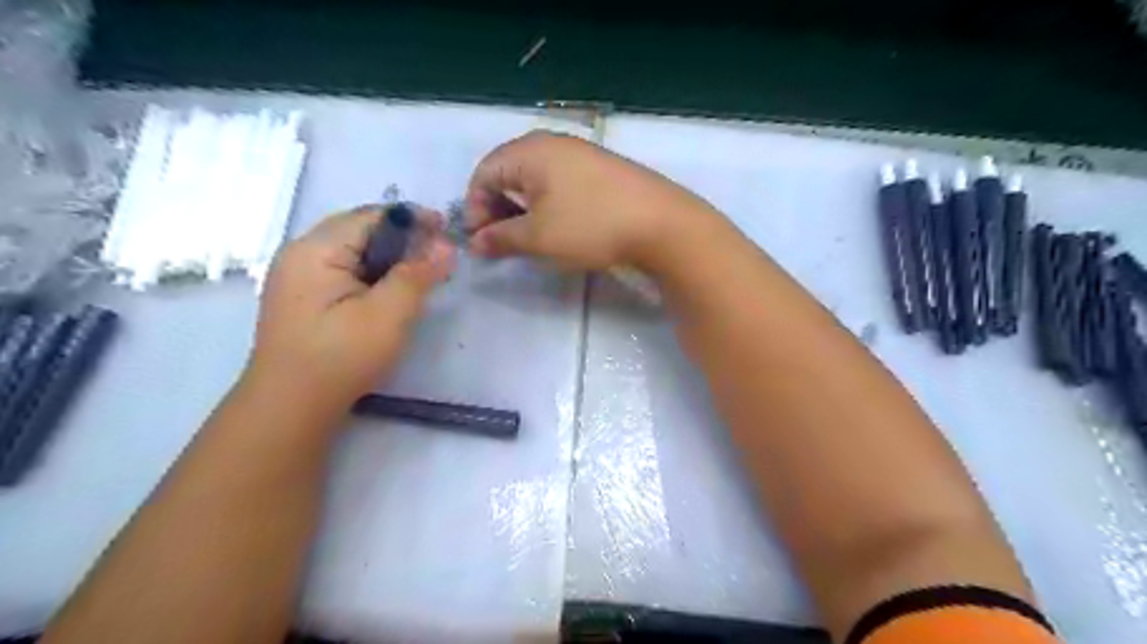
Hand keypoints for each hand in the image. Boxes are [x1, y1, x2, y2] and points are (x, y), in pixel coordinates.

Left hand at [246, 205, 456, 412]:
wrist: (290, 407)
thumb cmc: (341, 357)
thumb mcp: (389, 314)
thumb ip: (418, 274)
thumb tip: (445, 245)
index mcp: (316, 249)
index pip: (371, 216)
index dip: (412, 219)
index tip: (446, 230)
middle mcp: (300, 253)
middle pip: (359, 229)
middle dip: (401, 236)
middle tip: (437, 254)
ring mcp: (296, 276)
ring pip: (351, 250)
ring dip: (387, 255)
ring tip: (419, 271)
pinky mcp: (301, 298)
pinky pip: (342, 270)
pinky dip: (371, 272)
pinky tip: (388, 291)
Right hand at [463, 130, 714, 272]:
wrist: (661, 224)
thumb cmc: (590, 226)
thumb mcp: (538, 237)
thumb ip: (501, 238)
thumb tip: (476, 242)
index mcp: (531, 150)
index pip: (484, 173)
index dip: (475, 208)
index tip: (481, 241)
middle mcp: (554, 143)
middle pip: (508, 172)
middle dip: (498, 208)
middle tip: (502, 241)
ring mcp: (582, 153)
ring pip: (536, 178)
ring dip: (523, 208)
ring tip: (528, 238)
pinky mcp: (602, 169)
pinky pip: (560, 182)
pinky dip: (548, 204)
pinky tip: (559, 226)